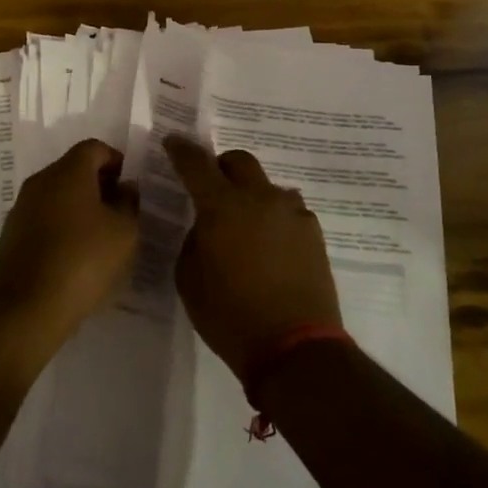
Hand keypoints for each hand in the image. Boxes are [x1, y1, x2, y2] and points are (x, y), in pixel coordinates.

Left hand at [0, 140, 139, 352]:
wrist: (26, 308)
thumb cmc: (83, 261)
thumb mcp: (124, 233)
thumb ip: (129, 204)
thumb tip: (125, 188)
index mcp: (68, 172)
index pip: (94, 148)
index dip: (116, 161)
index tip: (130, 186)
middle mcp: (40, 181)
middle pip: (73, 169)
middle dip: (99, 184)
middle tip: (120, 211)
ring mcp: (21, 208)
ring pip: (57, 195)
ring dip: (79, 207)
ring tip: (100, 236)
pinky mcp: (11, 235)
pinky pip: (43, 218)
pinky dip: (61, 226)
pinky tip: (75, 255)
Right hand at [164, 136, 341, 385]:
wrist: (294, 346)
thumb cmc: (229, 315)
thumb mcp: (190, 278)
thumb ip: (195, 240)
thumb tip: (207, 227)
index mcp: (221, 206)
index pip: (196, 164)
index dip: (182, 150)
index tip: (174, 142)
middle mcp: (259, 198)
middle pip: (240, 161)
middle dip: (222, 167)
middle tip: (213, 188)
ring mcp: (291, 213)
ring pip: (268, 186)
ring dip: (252, 195)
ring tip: (247, 226)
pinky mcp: (314, 232)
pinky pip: (289, 212)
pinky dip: (275, 219)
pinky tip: (272, 246)